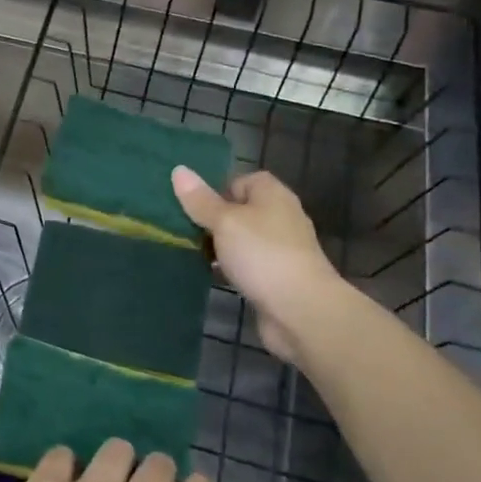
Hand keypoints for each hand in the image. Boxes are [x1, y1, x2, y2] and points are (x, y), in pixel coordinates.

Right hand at [172, 167, 341, 364]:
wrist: (301, 311)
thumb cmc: (263, 255)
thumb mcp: (225, 222)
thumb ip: (201, 200)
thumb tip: (179, 170)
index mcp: (272, 195)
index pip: (242, 180)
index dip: (216, 190)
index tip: (192, 206)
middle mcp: (279, 218)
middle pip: (239, 211)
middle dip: (212, 220)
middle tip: (182, 230)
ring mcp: (279, 250)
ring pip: (240, 240)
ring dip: (218, 247)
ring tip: (188, 252)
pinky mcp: (276, 278)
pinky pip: (246, 266)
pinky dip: (229, 269)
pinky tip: (209, 275)